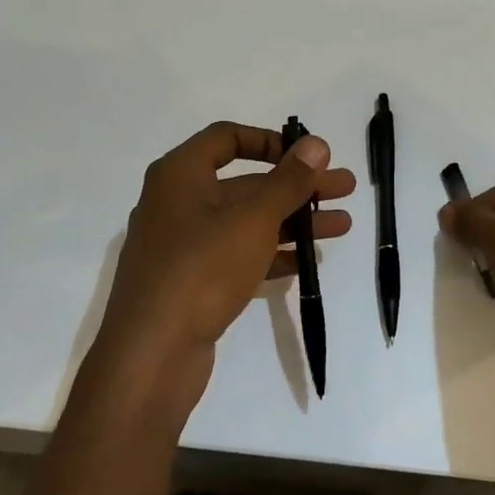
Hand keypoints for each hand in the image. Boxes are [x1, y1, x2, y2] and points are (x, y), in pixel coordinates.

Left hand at [89, 122, 355, 423]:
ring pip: (246, 222)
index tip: (306, 156)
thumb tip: (316, 143)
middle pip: (245, 183)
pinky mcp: (191, 283)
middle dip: (297, 186)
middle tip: (344, 188)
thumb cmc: (201, 270)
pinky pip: (237, 255)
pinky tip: (306, 262)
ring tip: (342, 226)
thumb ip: (288, 181)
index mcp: (180, 175)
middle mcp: (177, 203)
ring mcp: (183, 246)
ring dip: (293, 221)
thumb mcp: (253, 220)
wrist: (150, 356)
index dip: (270, 141)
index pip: (227, 138)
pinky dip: (271, 253)